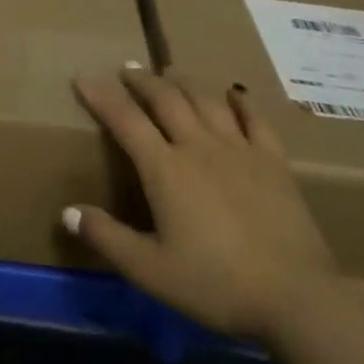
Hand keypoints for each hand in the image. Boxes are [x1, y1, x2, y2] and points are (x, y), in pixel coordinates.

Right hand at [66, 68, 341, 342]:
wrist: (295, 296)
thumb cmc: (217, 285)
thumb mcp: (152, 272)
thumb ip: (108, 239)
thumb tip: (68, 211)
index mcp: (166, 169)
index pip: (125, 120)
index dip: (101, 96)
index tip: (83, 77)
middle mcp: (198, 146)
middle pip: (166, 99)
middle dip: (143, 80)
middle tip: (128, 68)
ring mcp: (239, 148)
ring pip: (205, 100)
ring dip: (184, 82)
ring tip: (170, 73)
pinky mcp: (273, 160)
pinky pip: (254, 119)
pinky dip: (241, 101)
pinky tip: (235, 92)